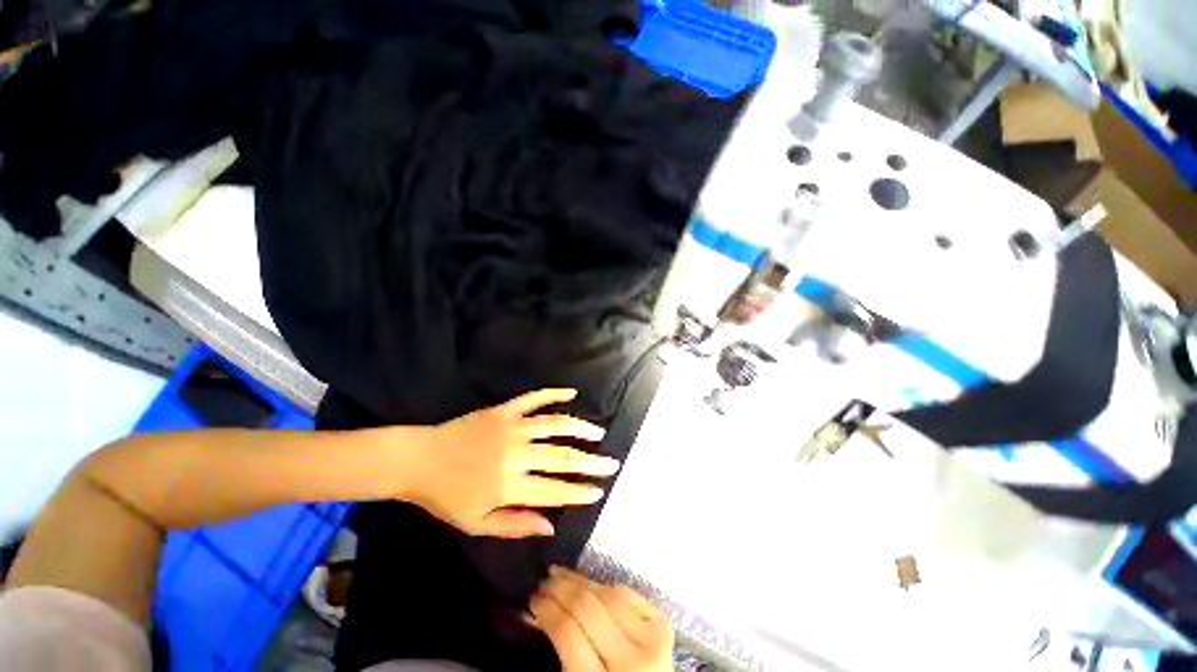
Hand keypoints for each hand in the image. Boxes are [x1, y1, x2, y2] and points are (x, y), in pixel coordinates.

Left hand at [401, 389, 617, 537]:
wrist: (419, 459)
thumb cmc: (447, 496)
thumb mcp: (477, 522)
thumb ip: (515, 524)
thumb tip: (551, 526)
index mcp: (510, 485)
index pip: (555, 490)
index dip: (580, 492)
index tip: (599, 490)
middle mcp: (517, 454)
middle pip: (562, 457)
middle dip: (591, 462)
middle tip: (612, 463)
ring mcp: (511, 427)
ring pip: (555, 425)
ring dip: (580, 428)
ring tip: (598, 432)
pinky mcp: (504, 410)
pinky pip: (534, 398)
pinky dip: (554, 394)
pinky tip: (571, 393)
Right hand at [529, 567, 672, 671]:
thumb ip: (560, 653)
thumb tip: (534, 614)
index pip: (567, 633)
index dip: (547, 610)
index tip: (532, 599)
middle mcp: (631, 660)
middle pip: (588, 608)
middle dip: (561, 589)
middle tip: (544, 580)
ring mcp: (652, 640)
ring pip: (608, 595)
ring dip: (581, 581)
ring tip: (562, 575)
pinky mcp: (663, 625)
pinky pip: (628, 594)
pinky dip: (606, 586)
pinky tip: (591, 584)